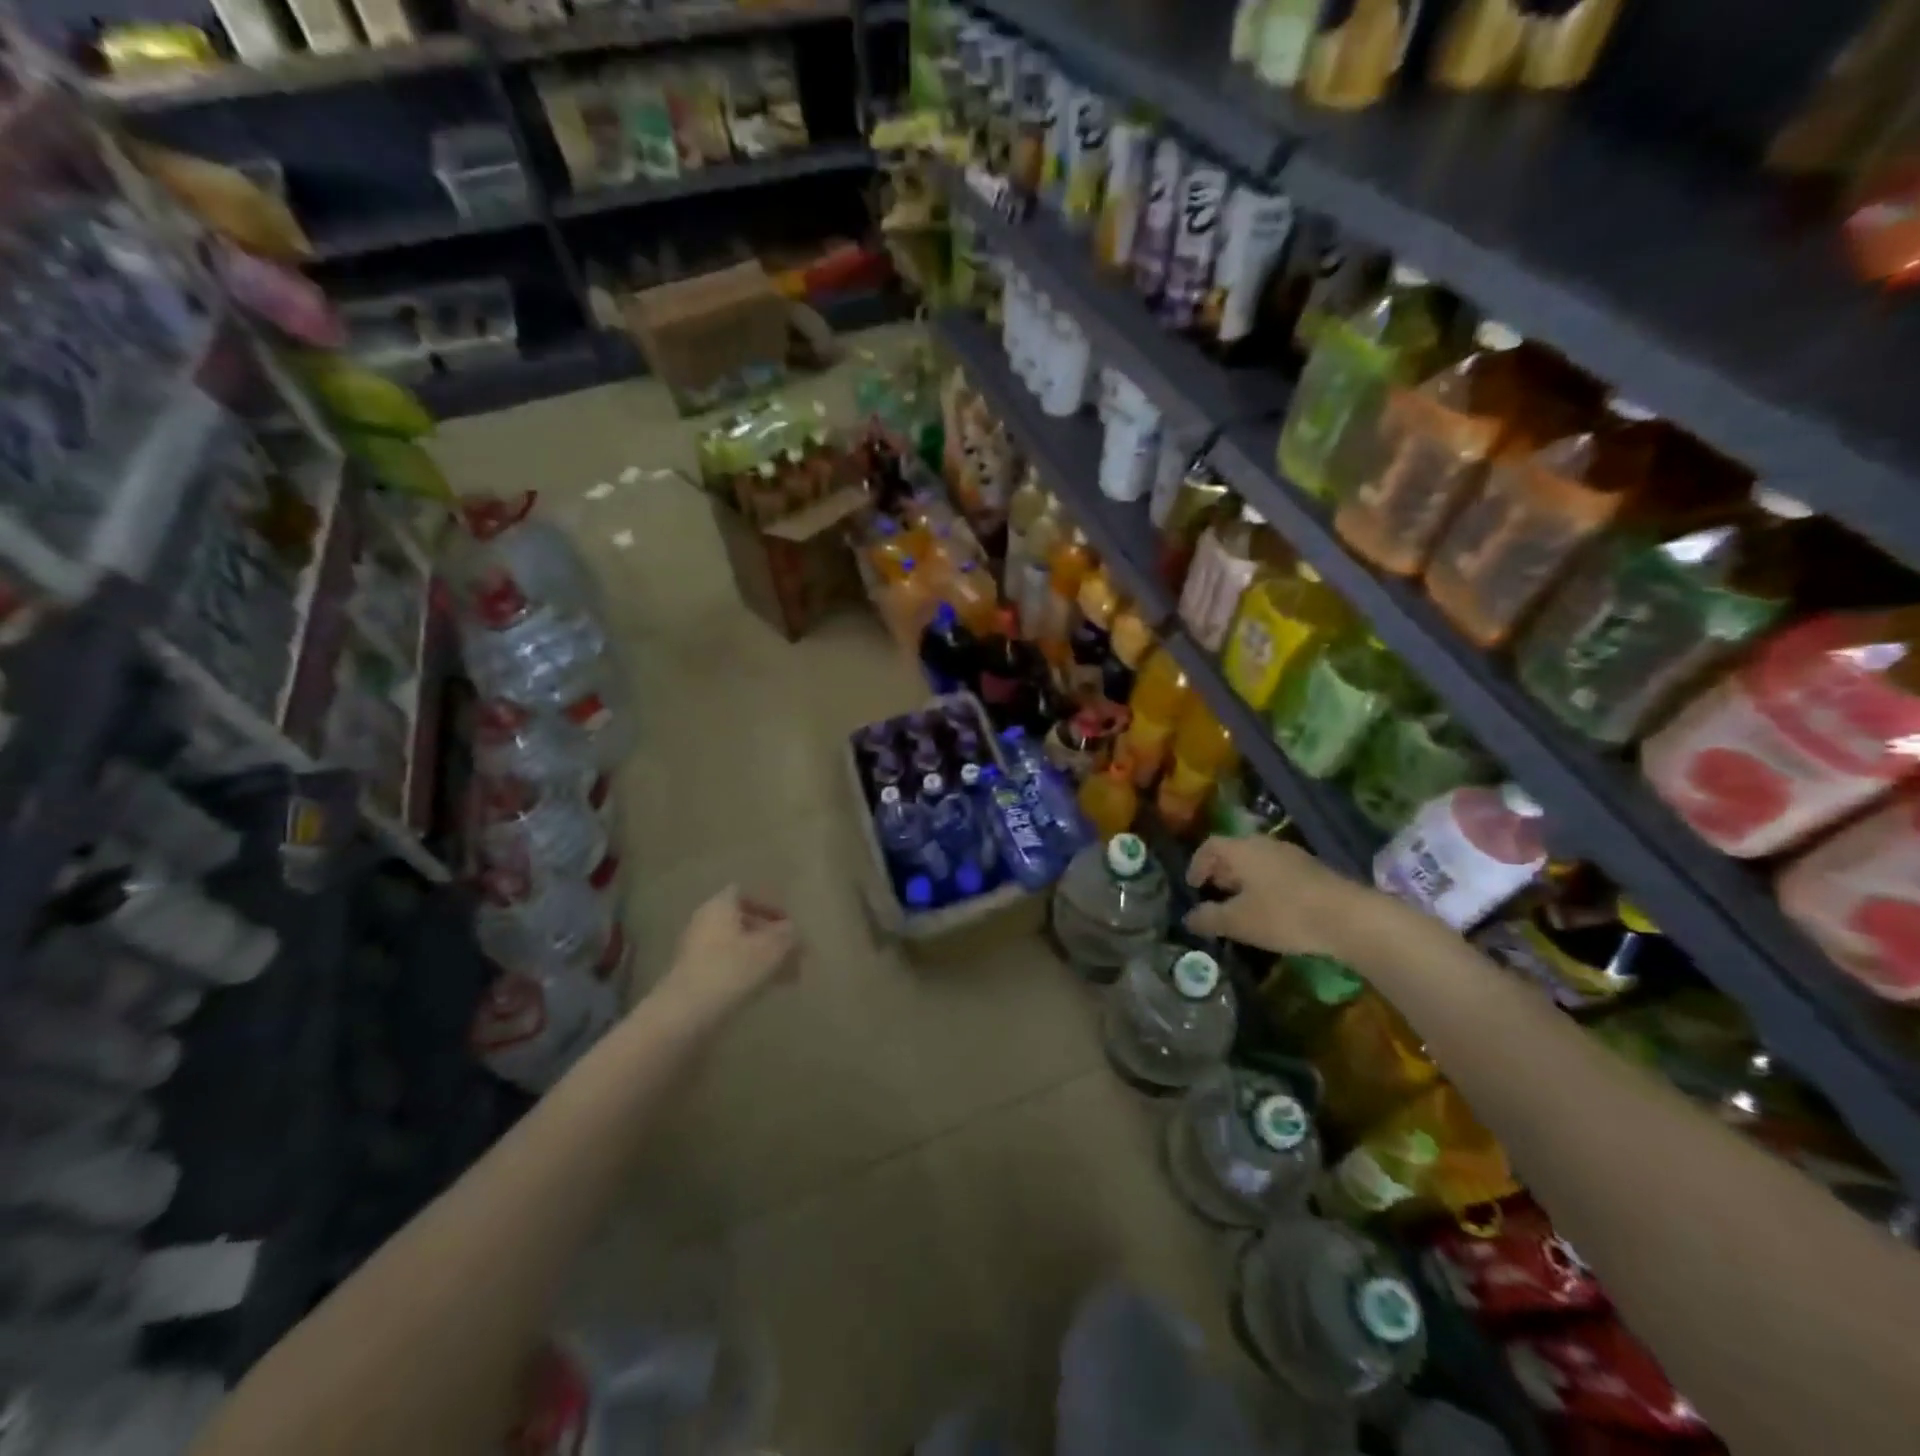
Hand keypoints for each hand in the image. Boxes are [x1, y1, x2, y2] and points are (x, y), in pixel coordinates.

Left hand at [661, 886, 799, 1018]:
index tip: (788, 925)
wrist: (685, 1015)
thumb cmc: (731, 970)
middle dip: (769, 937)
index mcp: (719, 906)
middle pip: (742, 922)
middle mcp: (704, 923)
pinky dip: (747, 973)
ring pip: (737, 947)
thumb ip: (788, 936)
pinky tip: (766, 990)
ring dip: (761, 958)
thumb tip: (794, 930)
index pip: (745, 894)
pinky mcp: (693, 978)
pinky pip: (727, 967)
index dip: (768, 906)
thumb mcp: (771, 950)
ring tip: (786, 976)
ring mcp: (696, 952)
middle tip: (792, 953)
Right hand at [1183, 836, 1386, 960]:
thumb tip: (1188, 918)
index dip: (1196, 864)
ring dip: (1245, 880)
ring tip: (1241, 905)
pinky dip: (1266, 886)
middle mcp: (1265, 845)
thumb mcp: (1239, 921)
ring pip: (1258, 862)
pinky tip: (1272, 910)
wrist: (1348, 918)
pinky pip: (1278, 872)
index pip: (1210, 846)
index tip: (1192, 886)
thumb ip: (1209, 918)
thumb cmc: (1283, 914)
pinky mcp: (1314, 870)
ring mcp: (1293, 855)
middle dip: (1220, 872)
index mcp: (1242, 850)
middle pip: (1234, 852)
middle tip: (1214, 894)